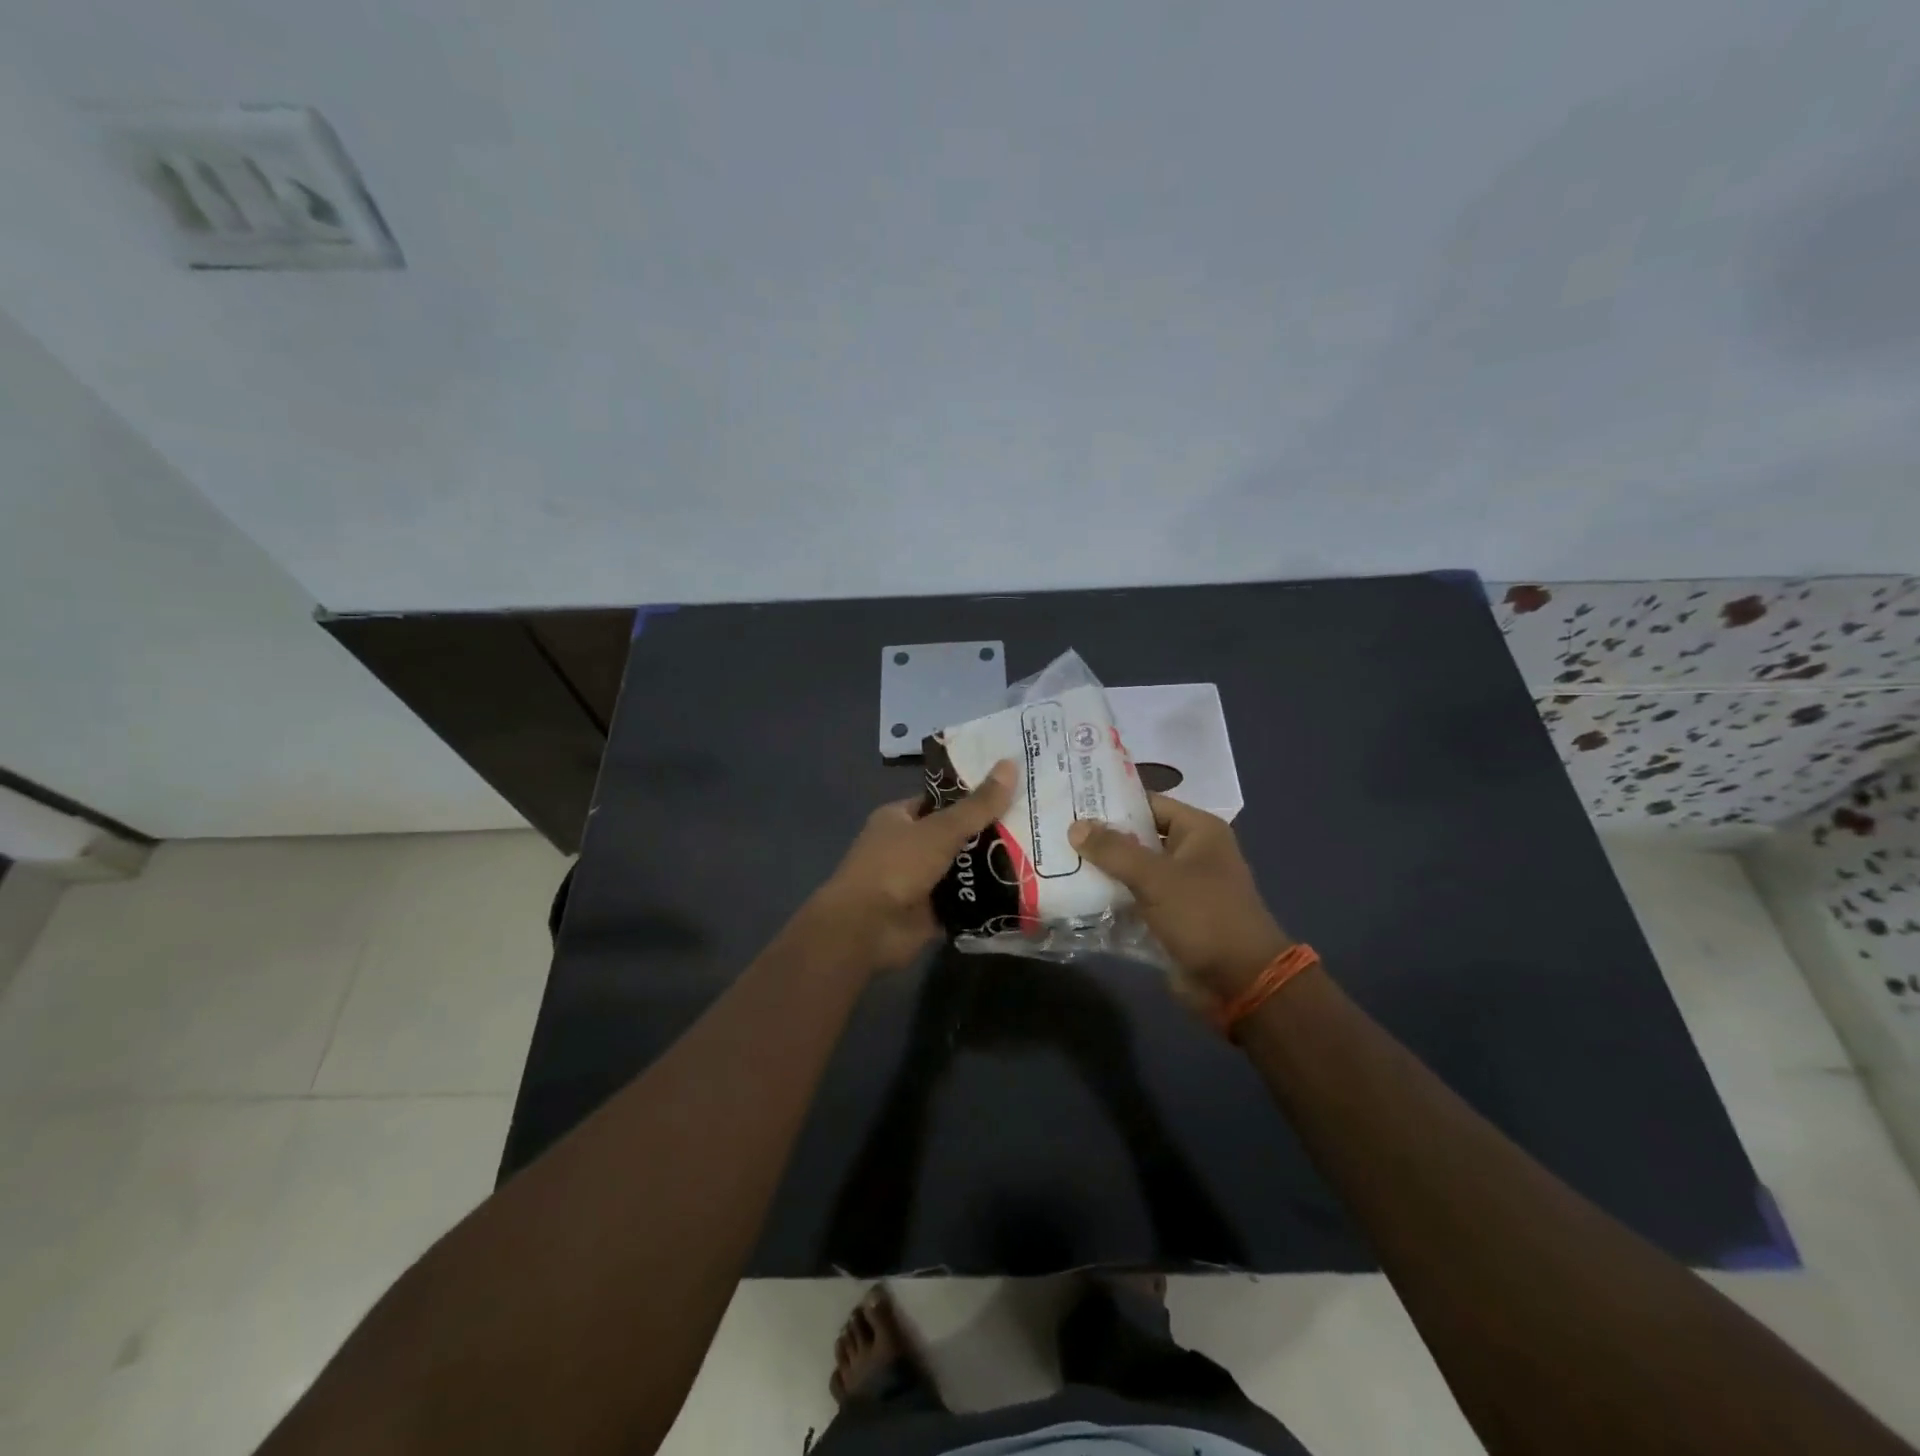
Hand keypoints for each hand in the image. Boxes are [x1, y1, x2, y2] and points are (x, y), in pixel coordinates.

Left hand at [804, 760, 1018, 974]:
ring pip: (964, 868)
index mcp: (900, 818)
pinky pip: (966, 899)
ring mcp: (920, 881)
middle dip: (991, 832)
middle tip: (1037, 823)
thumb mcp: (940, 829)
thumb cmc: (896, 867)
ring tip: (1040, 854)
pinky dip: (988, 897)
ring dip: (993, 866)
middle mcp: (909, 847)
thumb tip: (1010, 764)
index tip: (1014, 790)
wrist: (866, 930)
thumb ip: (977, 805)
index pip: (943, 800)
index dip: (975, 794)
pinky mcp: (933, 912)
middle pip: (957, 834)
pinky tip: (1025, 889)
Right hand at [1068, 794, 1290, 1008]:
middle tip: (1055, 829)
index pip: (1148, 803)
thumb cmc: (1205, 917)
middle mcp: (1190, 853)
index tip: (1071, 800)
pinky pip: (1134, 900)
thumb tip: (1075, 826)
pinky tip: (1075, 895)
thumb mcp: (1157, 878)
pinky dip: (1111, 899)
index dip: (1112, 801)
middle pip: (1138, 837)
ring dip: (1102, 870)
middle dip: (1100, 837)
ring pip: (1133, 871)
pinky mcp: (1169, 918)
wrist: (1240, 983)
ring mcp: (1180, 888)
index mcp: (1199, 832)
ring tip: (1056, 860)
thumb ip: (1114, 851)